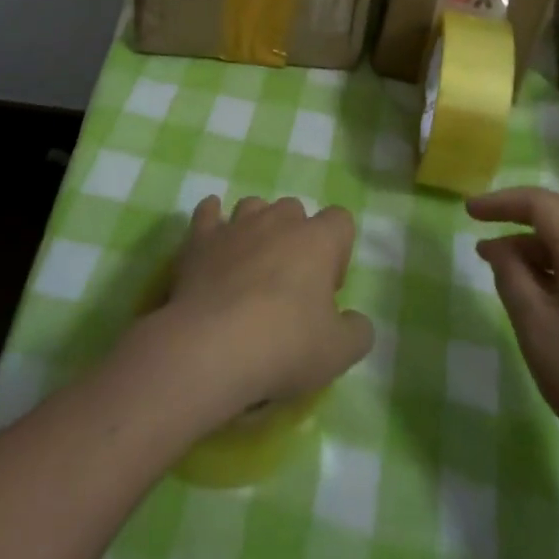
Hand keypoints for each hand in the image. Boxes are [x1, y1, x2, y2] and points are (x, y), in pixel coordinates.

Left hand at [143, 196, 372, 425]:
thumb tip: (356, 321)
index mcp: (318, 239)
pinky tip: (213, 234)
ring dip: (257, 226)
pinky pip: (208, 212)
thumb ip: (357, 332)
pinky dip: (212, 218)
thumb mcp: (338, 353)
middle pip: (295, 210)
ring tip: (252, 263)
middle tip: (289, 282)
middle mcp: (279, 220)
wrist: (212, 346)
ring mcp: (237, 224)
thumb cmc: (284, 344)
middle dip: (296, 237)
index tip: (327, 289)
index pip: (340, 220)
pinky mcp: (201, 238)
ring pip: (254, 206)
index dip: (338, 251)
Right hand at [469, 187, 558, 466]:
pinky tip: (533, 290)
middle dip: (521, 211)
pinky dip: (553, 262)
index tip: (469, 212)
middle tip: (486, 224)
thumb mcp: (534, 324)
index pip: (541, 204)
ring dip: (535, 240)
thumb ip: (510, 275)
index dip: (502, 201)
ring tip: (499, 263)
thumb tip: (498, 248)